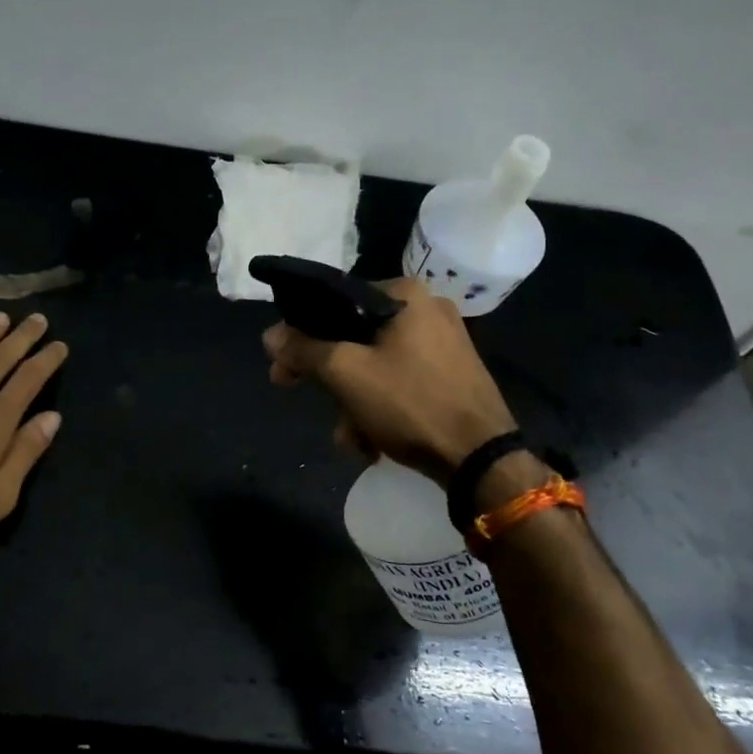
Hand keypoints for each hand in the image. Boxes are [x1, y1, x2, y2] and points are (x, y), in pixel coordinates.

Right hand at [262, 279, 515, 483]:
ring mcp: (444, 343)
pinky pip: (400, 381)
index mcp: (405, 294)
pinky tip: (372, 442)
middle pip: (353, 335)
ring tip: (351, 440)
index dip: (301, 333)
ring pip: (375, 364)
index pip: (335, 301)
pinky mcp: (452, 374)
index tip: (282, 364)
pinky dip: (380, 407)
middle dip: (326, 376)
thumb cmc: (410, 402)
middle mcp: (427, 309)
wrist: (482, 459)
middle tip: (295, 392)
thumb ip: (304, 350)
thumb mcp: (346, 373)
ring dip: (352, 402)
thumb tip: (270, 335)